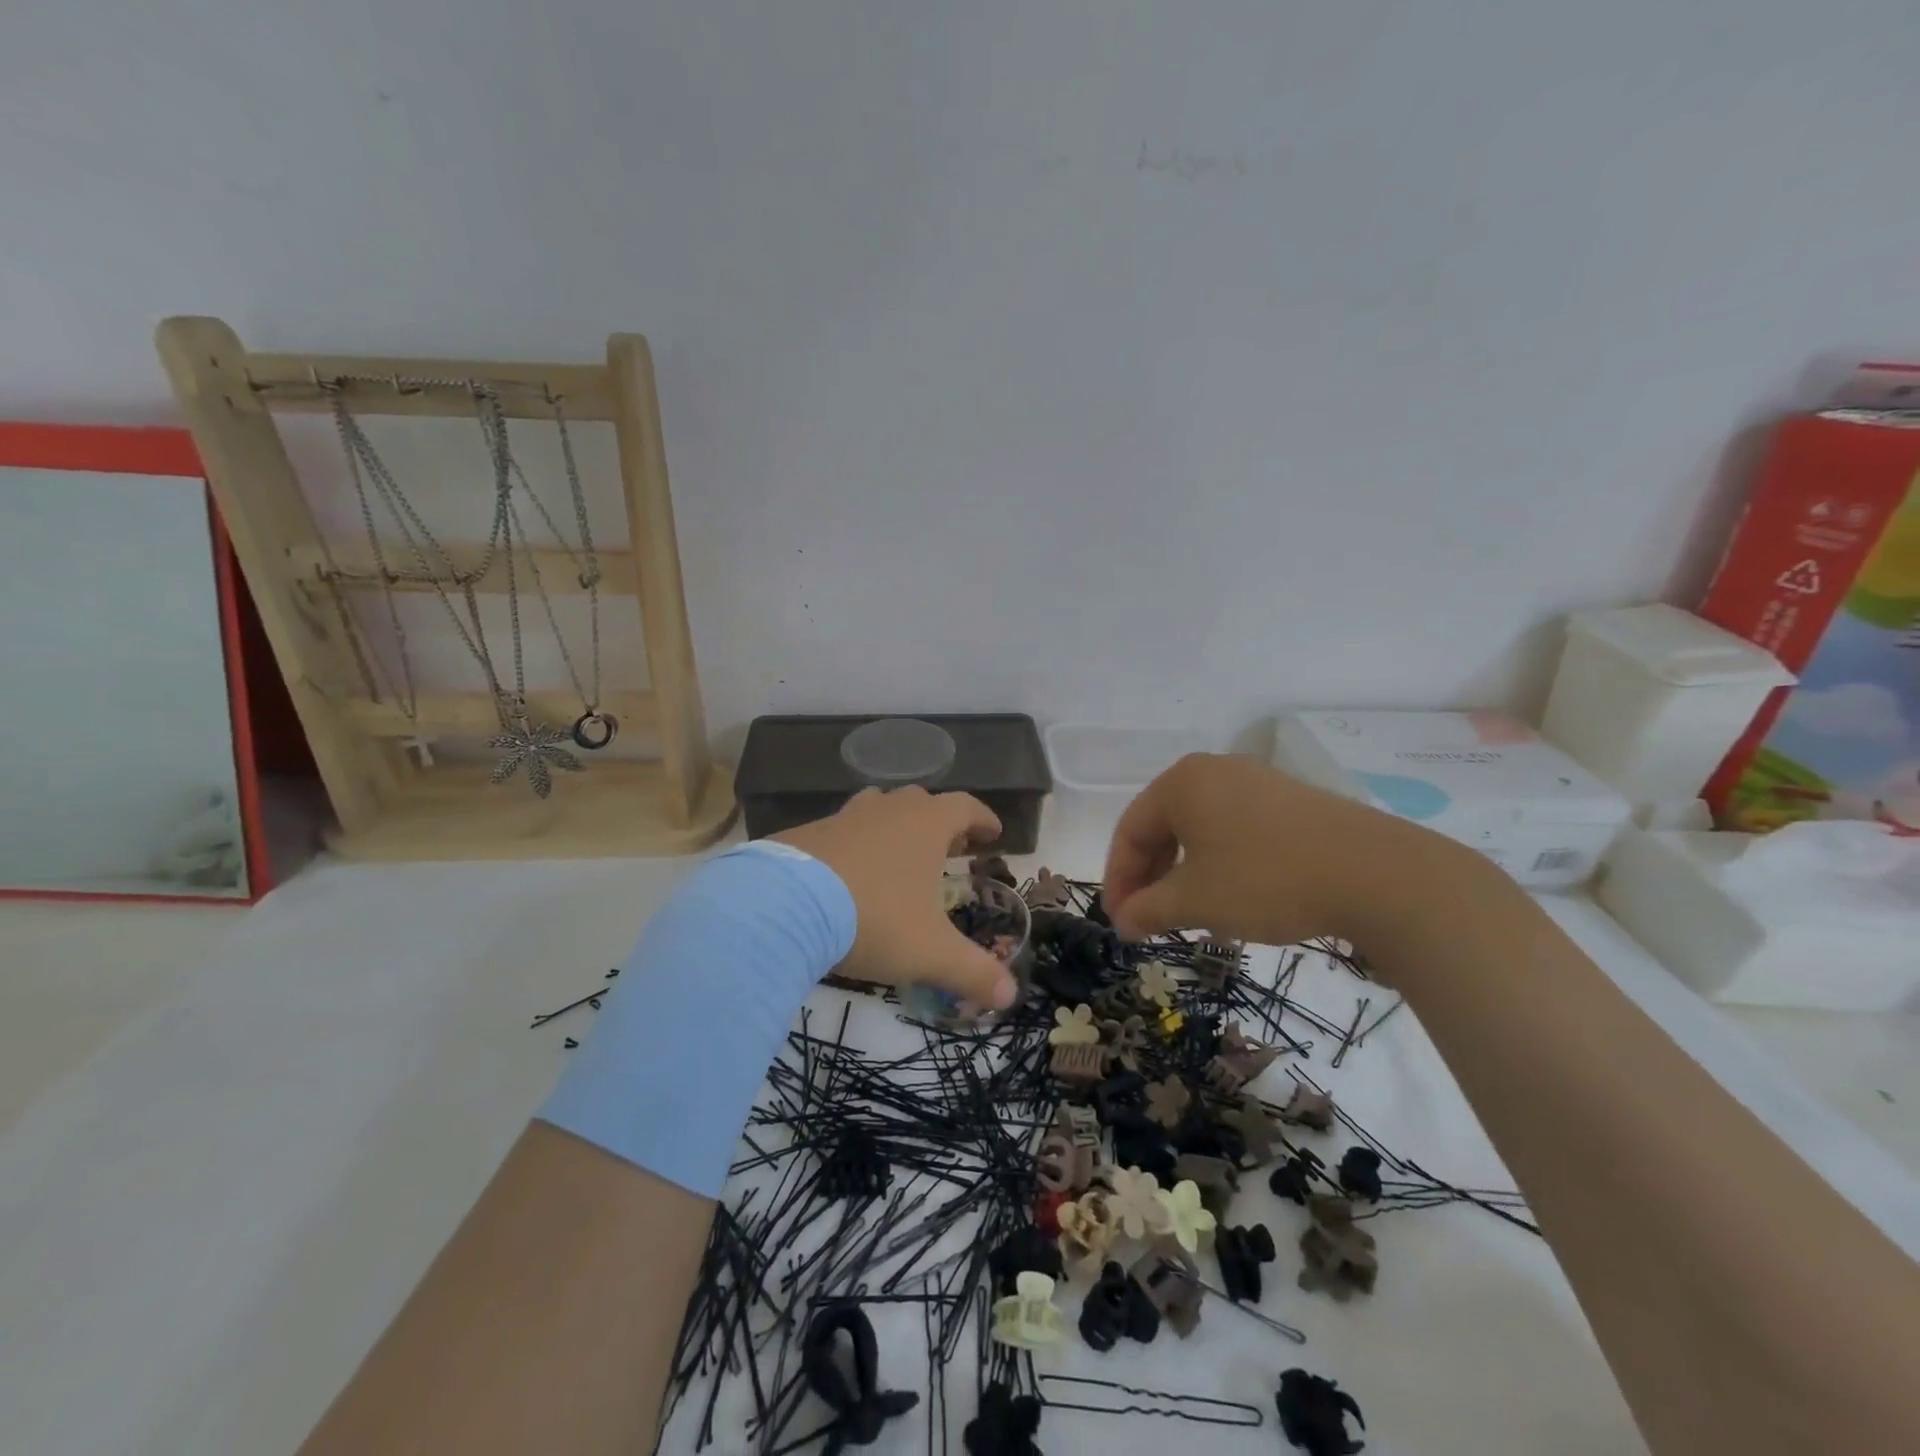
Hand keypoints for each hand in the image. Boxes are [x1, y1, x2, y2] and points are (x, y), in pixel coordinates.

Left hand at [775, 787, 1017, 1008]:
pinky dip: (855, 845)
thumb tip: (1009, 997)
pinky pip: (842, 831)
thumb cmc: (873, 918)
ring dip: (896, 828)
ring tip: (900, 857)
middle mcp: (886, 810)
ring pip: (879, 810)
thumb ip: (973, 973)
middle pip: (922, 804)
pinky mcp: (806, 833)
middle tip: (950, 849)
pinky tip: (849, 874)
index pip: (965, 807)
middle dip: (941, 824)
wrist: (783, 906)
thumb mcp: (930, 952)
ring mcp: (843, 817)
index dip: (983, 818)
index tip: (993, 833)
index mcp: (925, 824)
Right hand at [1102, 753, 1454, 950]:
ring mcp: (1257, 782)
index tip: (1121, 923)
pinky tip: (1236, 903)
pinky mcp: (1292, 802)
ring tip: (1193, 919)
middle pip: (1164, 828)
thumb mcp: (1195, 901)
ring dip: (1187, 877)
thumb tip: (1122, 922)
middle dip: (1153, 879)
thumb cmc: (1266, 879)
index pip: (1131, 831)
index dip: (1119, 880)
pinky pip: (1237, 833)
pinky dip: (1222, 868)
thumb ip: (1147, 909)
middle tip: (1150, 921)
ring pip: (1201, 833)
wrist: (1377, 874)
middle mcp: (1214, 771)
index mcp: (1181, 782)